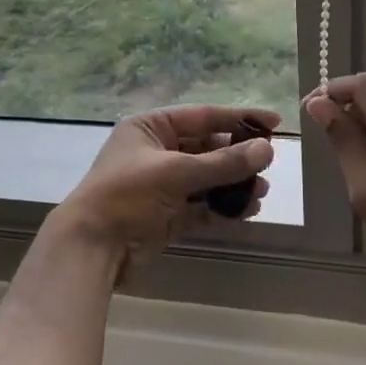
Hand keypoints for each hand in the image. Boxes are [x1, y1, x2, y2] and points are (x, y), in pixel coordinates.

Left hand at [51, 105, 279, 279]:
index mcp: (150, 128)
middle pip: (207, 148)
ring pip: (207, 178)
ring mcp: (161, 185)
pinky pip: (201, 205)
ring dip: (234, 185)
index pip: (203, 116)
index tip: (274, 123)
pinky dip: (222, 207)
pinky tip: (246, 211)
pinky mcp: (166, 215)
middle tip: (268, 166)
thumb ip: (224, 162)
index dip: (239, 118)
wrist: (91, 248)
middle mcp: (156, 152)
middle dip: (238, 158)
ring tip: (260, 193)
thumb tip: (267, 150)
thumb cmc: (127, 195)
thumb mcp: (176, 172)